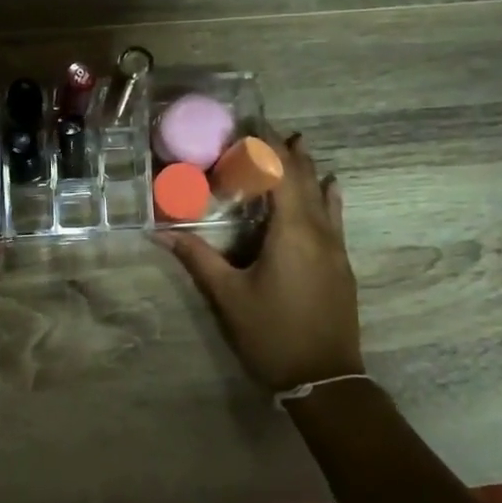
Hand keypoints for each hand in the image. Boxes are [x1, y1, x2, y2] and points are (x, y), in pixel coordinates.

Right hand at [157, 133, 363, 393]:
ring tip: (297, 144)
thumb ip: (198, 259)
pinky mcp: (341, 265)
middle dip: (287, 151)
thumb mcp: (228, 296)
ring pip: (324, 196)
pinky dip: (327, 195)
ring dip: (308, 169)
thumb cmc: (272, 334)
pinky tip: (330, 187)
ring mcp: (335, 248)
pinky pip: (334, 216)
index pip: (282, 173)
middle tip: (266, 130)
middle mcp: (319, 231)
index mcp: (292, 232)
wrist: (325, 378)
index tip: (250, 124)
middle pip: (306, 179)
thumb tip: (160, 232)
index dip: (267, 145)